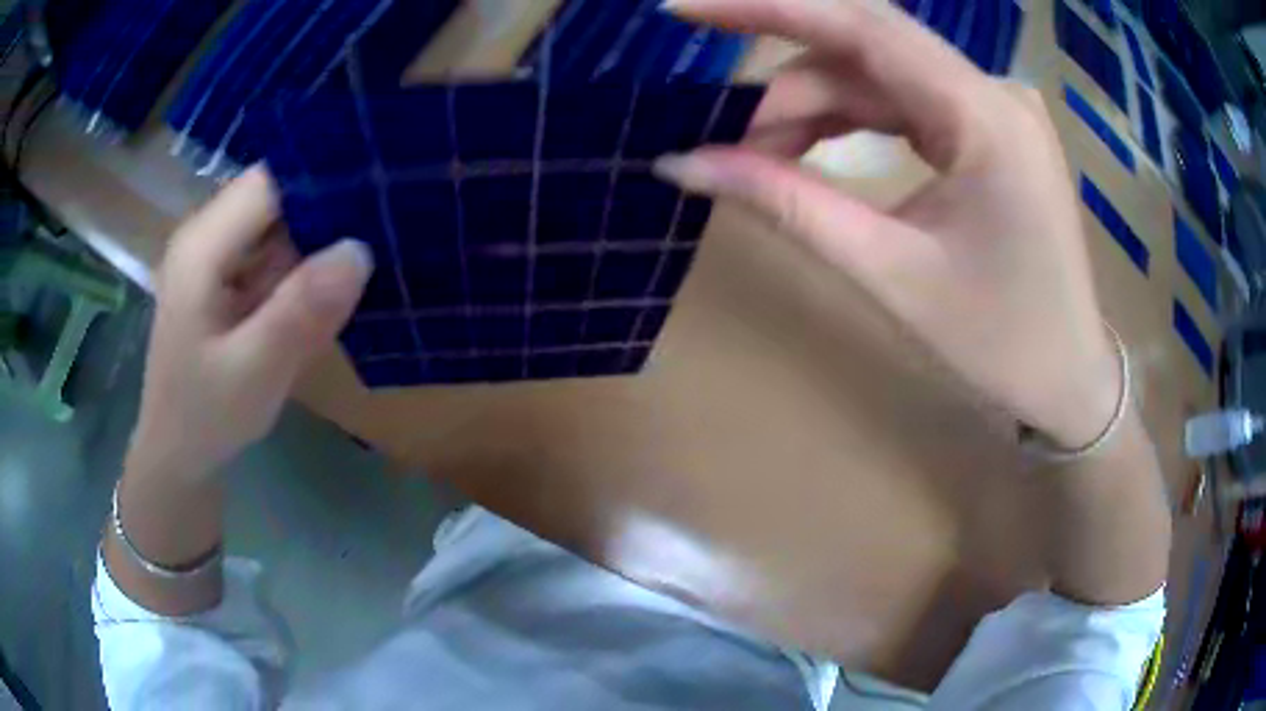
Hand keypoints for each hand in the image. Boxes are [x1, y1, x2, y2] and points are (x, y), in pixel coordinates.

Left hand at [130, 167, 371, 475]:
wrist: (178, 455)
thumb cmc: (206, 418)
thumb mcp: (255, 373)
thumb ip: (300, 312)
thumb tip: (360, 250)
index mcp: (202, 246)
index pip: (271, 180)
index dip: (323, 178)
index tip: (378, 190)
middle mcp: (207, 235)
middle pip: (277, 195)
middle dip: (327, 209)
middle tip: (385, 229)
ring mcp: (216, 255)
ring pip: (280, 223)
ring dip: (320, 239)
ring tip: (367, 258)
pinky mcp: (226, 276)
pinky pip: (274, 253)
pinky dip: (304, 266)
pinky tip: (329, 290)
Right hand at [656, 0, 1119, 447]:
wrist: (1069, 377)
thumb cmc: (999, 343)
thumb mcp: (890, 274)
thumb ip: (787, 205)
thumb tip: (683, 164)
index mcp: (984, 116)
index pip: (861, 25)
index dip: (767, 7)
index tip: (686, 9)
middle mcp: (992, 91)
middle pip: (865, 51)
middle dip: (785, 88)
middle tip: (724, 144)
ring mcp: (993, 106)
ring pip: (879, 77)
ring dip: (814, 111)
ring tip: (762, 164)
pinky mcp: (988, 128)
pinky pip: (903, 102)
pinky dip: (850, 122)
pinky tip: (811, 153)